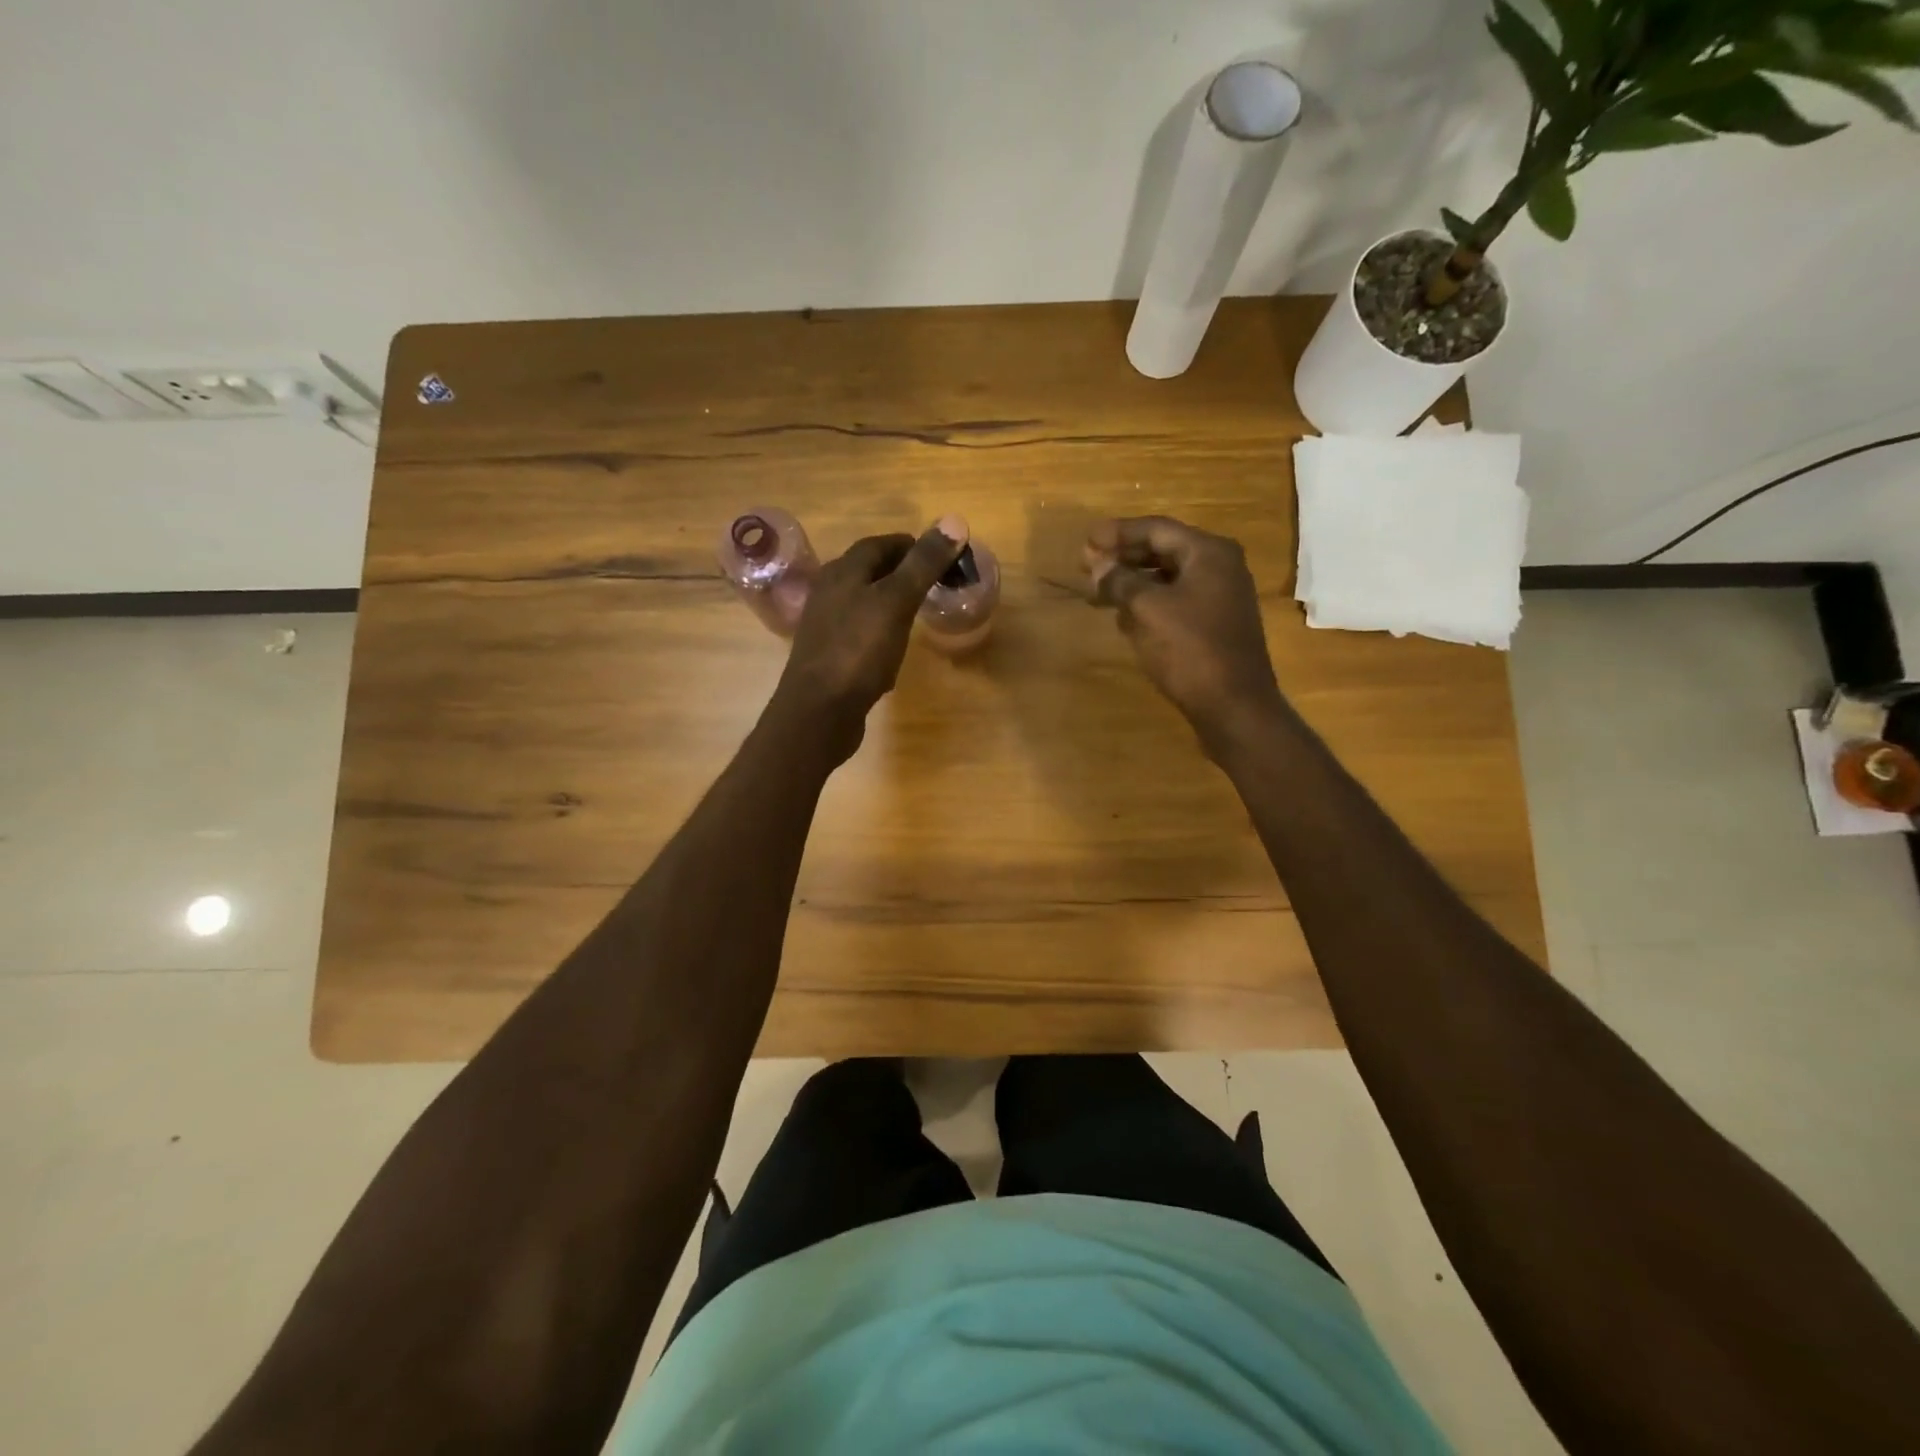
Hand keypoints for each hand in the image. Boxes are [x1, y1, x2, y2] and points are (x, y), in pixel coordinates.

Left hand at [771, 520, 964, 762]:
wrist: (817, 712)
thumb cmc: (858, 651)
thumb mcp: (896, 602)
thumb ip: (923, 564)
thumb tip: (954, 520)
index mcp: (843, 572)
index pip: (879, 544)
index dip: (911, 545)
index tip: (941, 555)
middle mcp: (829, 592)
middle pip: (868, 571)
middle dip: (901, 571)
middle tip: (935, 582)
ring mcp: (825, 625)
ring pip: (862, 601)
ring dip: (890, 601)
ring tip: (919, 611)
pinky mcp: (828, 655)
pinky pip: (858, 632)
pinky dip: (880, 630)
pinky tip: (894, 647)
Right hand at [1086, 515, 1288, 747]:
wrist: (1233, 705)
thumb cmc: (1190, 649)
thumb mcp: (1148, 610)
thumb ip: (1120, 581)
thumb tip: (1097, 565)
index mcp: (1208, 553)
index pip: (1157, 529)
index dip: (1118, 533)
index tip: (1087, 539)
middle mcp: (1219, 567)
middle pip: (1163, 551)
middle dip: (1123, 557)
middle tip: (1087, 564)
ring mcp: (1219, 597)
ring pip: (1167, 579)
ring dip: (1132, 583)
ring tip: (1098, 592)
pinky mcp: (1214, 625)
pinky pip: (1175, 602)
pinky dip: (1148, 603)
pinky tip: (1123, 617)